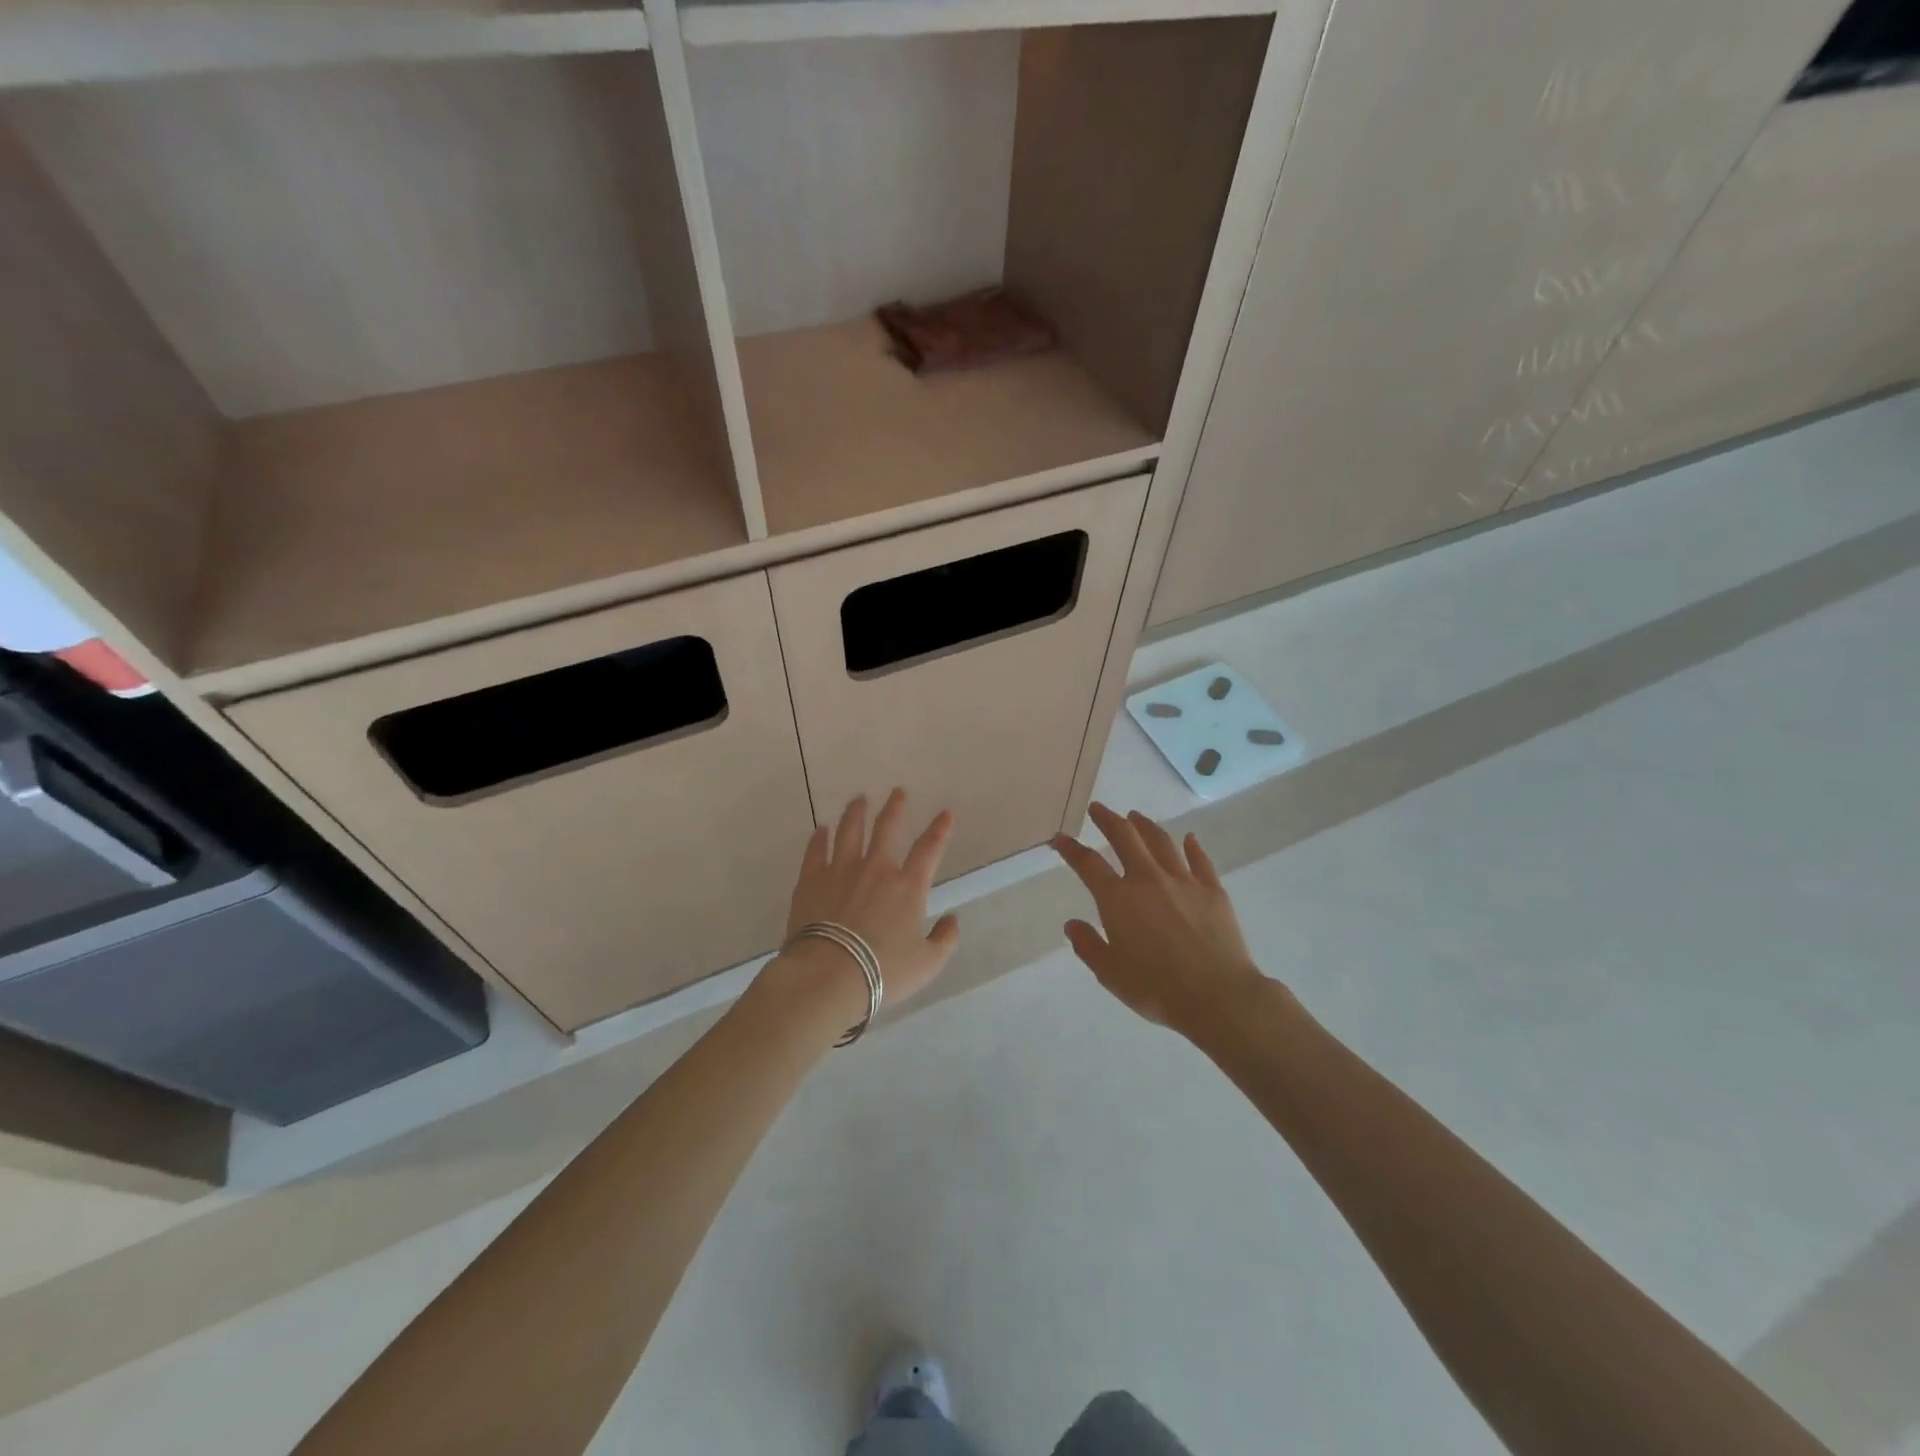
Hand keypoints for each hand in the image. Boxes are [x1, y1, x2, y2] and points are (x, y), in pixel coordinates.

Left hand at [761, 789, 960, 1027]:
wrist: (828, 975)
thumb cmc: (883, 972)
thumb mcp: (927, 964)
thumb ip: (945, 939)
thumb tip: (953, 920)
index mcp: (907, 887)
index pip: (929, 849)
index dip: (940, 830)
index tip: (945, 813)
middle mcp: (876, 869)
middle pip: (886, 828)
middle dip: (895, 807)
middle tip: (897, 792)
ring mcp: (841, 870)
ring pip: (849, 831)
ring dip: (856, 813)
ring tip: (859, 799)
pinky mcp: (811, 880)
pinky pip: (816, 851)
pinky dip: (819, 838)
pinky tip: (821, 829)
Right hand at [1051, 803, 1265, 1035]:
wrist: (1218, 996)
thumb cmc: (1157, 989)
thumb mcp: (1110, 974)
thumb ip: (1089, 946)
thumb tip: (1072, 924)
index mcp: (1118, 899)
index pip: (1088, 864)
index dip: (1071, 849)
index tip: (1061, 838)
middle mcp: (1148, 880)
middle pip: (1125, 838)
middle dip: (1108, 820)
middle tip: (1098, 809)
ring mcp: (1184, 882)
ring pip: (1161, 842)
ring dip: (1145, 826)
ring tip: (1136, 816)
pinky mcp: (1213, 891)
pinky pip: (1200, 860)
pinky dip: (1192, 847)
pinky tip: (1189, 839)